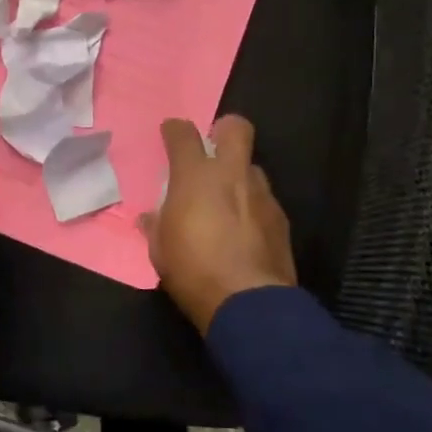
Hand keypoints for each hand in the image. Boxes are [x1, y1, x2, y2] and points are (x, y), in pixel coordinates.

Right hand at [140, 114, 296, 334]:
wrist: (248, 303)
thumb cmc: (193, 271)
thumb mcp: (160, 250)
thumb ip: (156, 225)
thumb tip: (150, 217)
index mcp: (195, 177)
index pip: (183, 134)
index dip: (175, 130)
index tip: (170, 133)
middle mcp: (231, 175)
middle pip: (236, 128)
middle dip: (225, 129)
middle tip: (213, 145)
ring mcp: (261, 194)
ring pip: (252, 167)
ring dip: (239, 175)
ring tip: (227, 201)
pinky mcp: (281, 218)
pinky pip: (264, 199)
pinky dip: (252, 206)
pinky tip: (244, 230)